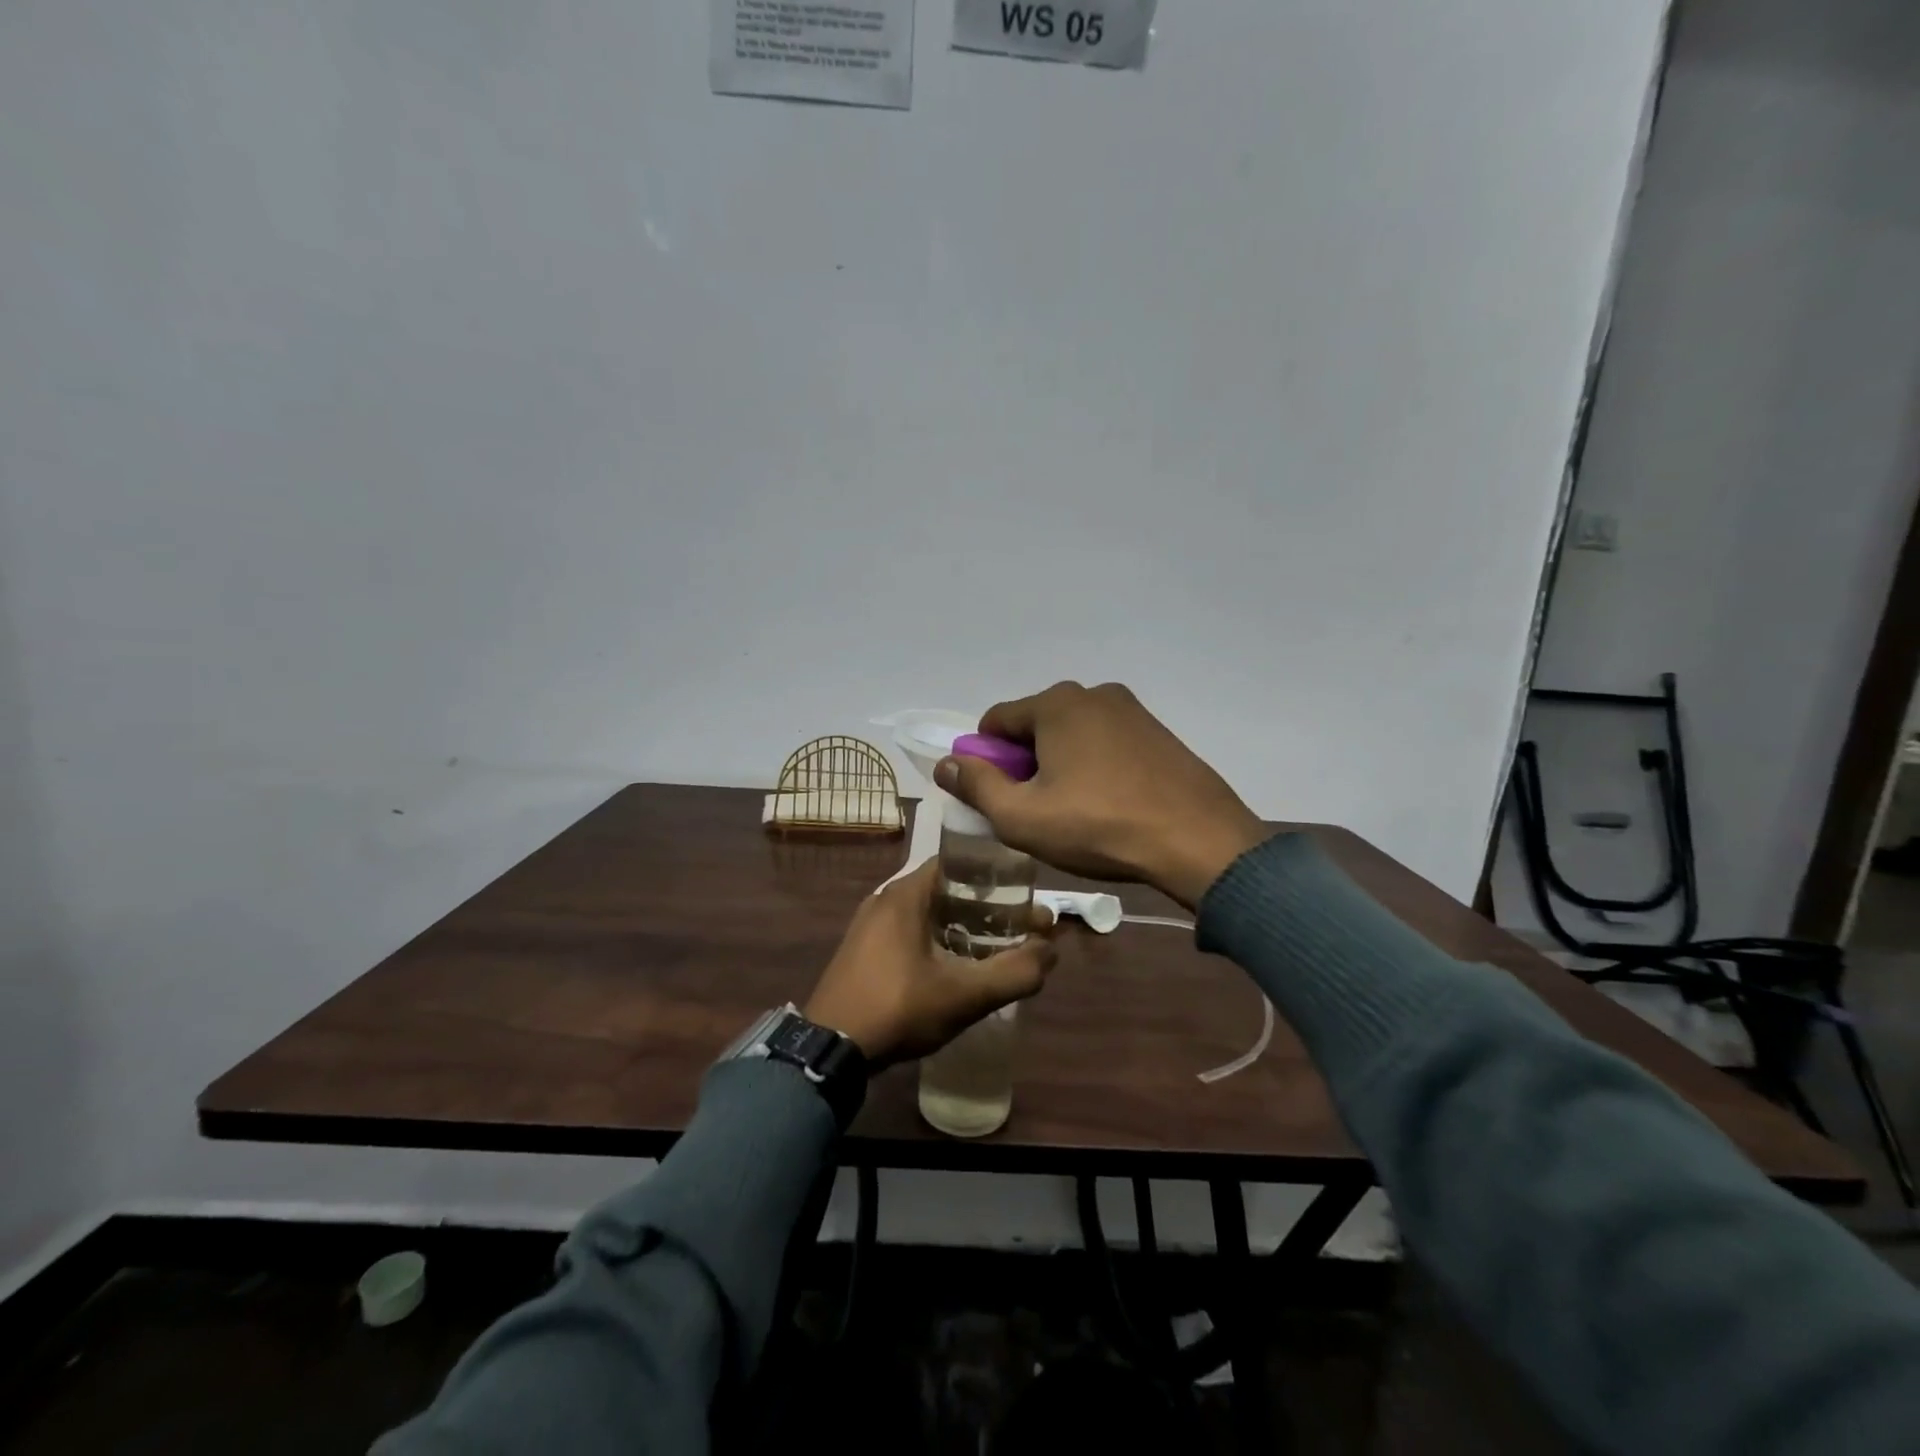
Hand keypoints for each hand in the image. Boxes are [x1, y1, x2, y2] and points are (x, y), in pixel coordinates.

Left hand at [804, 860, 1057, 1067]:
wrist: (830, 1050)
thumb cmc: (898, 1008)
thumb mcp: (964, 994)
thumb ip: (1014, 972)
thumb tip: (1051, 951)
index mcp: (906, 893)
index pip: (959, 862)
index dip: (995, 875)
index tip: (1024, 895)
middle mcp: (886, 898)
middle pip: (947, 889)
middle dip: (986, 906)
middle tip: (1018, 928)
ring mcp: (870, 925)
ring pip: (929, 913)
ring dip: (963, 926)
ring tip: (995, 949)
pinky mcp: (863, 950)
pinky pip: (910, 932)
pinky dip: (938, 940)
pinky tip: (956, 968)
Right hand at [935, 681, 1266, 908]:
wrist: (1199, 841)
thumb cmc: (1099, 826)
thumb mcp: (1022, 816)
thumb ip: (976, 786)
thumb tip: (946, 763)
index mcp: (1056, 704)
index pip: (995, 722)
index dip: (985, 761)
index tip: (998, 798)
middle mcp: (1093, 694)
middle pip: (1035, 726)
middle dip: (1025, 763)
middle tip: (1037, 810)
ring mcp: (1132, 711)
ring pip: (1073, 735)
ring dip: (1060, 765)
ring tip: (1075, 812)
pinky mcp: (1159, 733)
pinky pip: (1107, 743)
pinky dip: (1095, 766)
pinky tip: (1109, 804)